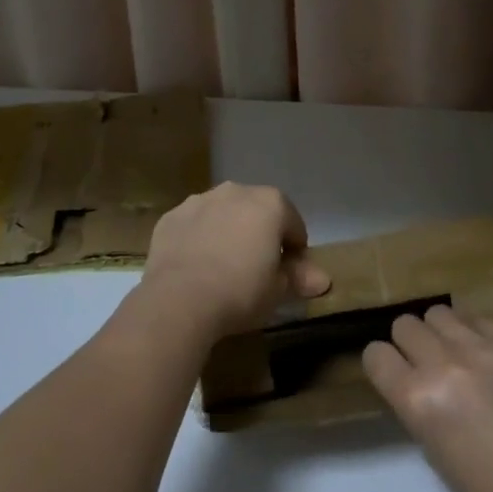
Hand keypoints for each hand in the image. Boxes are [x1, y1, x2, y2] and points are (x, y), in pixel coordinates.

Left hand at [139, 183, 330, 338]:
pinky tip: (195, 266)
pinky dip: (198, 238)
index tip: (289, 273)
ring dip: (228, 231)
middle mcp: (235, 191)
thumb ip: (299, 278)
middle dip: (260, 234)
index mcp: (270, 203)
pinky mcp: (171, 217)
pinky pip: (194, 225)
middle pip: (257, 212)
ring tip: (223, 267)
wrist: (178, 300)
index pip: (293, 224)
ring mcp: (199, 200)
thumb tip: (322, 279)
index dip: (295, 250)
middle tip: (257, 268)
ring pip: (222, 213)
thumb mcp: (278, 290)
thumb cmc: (240, 291)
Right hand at [363, 305, 492, 491]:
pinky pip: (481, 319)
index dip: (383, 363)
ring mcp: (481, 347)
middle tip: (428, 362)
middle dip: (410, 342)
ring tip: (459, 353)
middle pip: (404, 324)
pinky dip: (479, 334)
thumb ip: (416, 402)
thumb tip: (413, 376)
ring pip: (439, 313)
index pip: (375, 354)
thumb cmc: (488, 485)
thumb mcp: (432, 447)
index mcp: (416, 398)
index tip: (394, 372)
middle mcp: (443, 363)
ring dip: (442, 332)